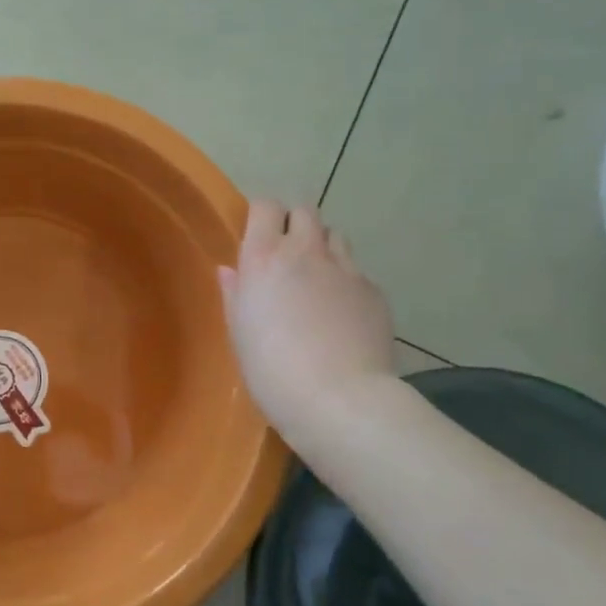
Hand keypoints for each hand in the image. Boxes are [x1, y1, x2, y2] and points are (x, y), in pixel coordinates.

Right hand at [218, 200, 397, 438]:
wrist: (339, 399)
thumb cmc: (272, 370)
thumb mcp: (239, 334)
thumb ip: (235, 295)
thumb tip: (230, 271)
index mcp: (265, 258)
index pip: (266, 206)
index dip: (262, 216)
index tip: (256, 235)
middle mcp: (306, 252)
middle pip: (305, 211)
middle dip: (295, 224)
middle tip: (287, 255)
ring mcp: (346, 269)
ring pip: (335, 236)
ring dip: (323, 247)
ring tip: (317, 279)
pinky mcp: (374, 291)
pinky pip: (357, 271)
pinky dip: (346, 281)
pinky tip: (342, 314)